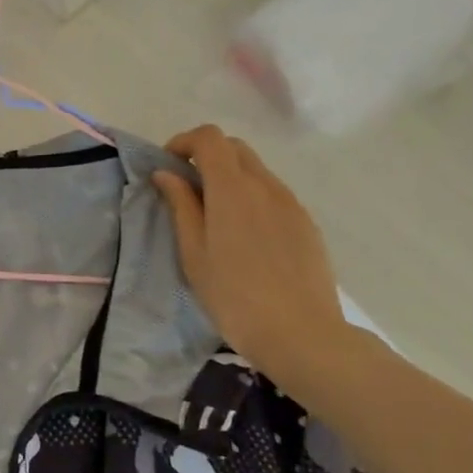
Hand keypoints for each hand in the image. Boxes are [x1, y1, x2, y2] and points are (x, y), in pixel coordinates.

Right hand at [153, 126, 349, 391]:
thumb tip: (166, 174)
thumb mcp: (194, 253)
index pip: (210, 138)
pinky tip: (245, 237)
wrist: (301, 334)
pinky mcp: (306, 223)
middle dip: (206, 156)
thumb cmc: (233, 297)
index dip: (184, 142)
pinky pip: (273, 194)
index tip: (168, 167)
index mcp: (232, 189)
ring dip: (230, 178)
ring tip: (215, 217)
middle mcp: (265, 185)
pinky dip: (252, 197)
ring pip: (256, 171)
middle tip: (187, 190)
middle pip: (235, 147)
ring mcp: (291, 203)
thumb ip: (181, 206)